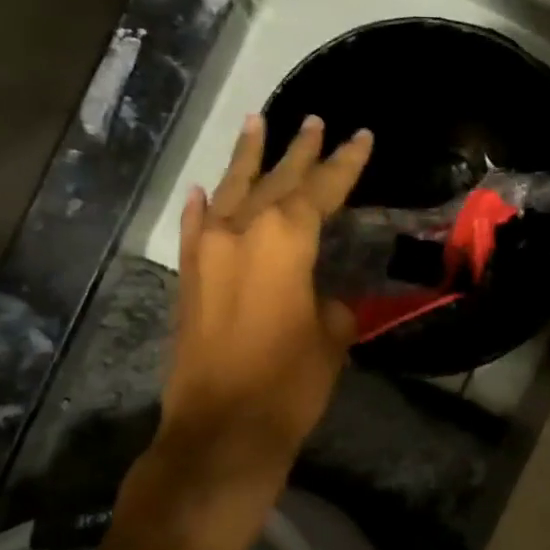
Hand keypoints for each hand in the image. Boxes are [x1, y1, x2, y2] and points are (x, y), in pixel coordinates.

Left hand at [154, 112, 371, 487]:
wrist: (221, 429)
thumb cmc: (290, 382)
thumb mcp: (332, 337)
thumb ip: (332, 303)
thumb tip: (324, 298)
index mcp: (285, 239)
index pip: (321, 188)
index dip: (345, 162)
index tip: (360, 135)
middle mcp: (241, 232)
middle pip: (275, 179)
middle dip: (298, 150)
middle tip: (314, 121)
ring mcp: (208, 252)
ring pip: (231, 191)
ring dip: (247, 159)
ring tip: (257, 122)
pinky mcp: (189, 278)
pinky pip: (197, 228)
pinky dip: (204, 206)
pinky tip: (205, 190)